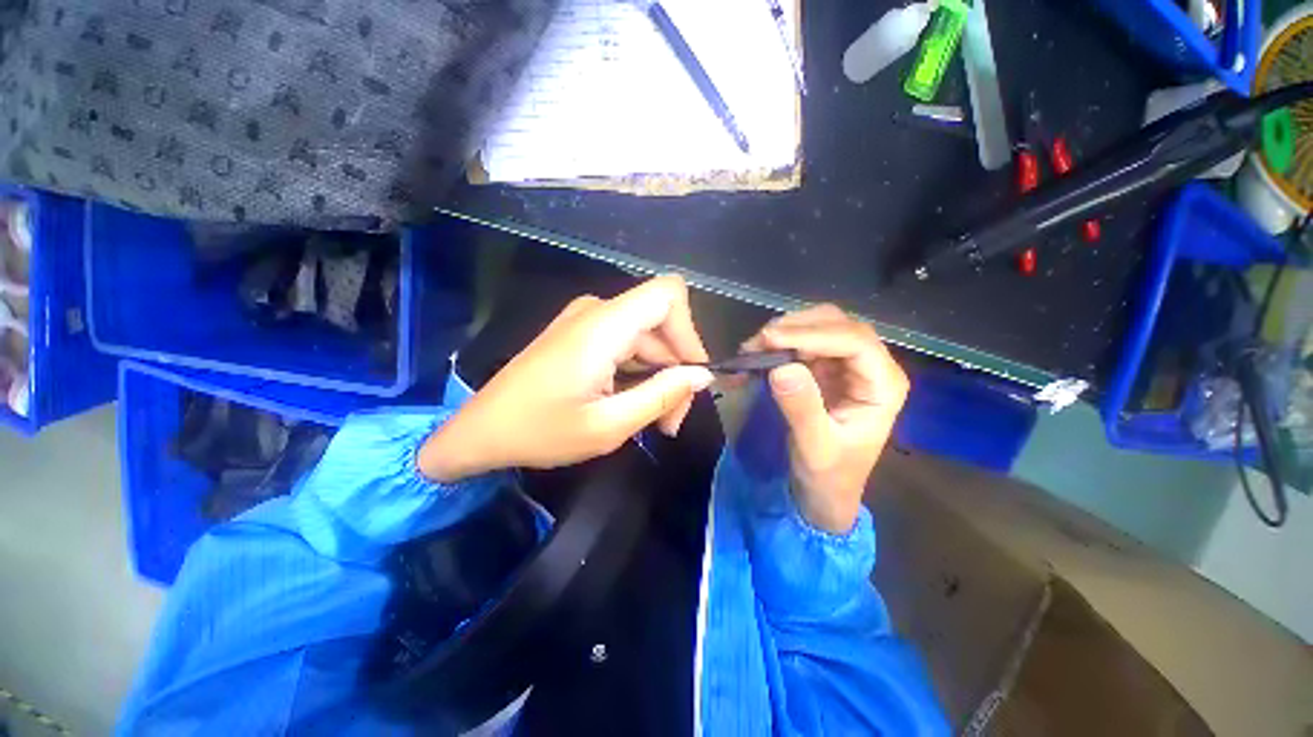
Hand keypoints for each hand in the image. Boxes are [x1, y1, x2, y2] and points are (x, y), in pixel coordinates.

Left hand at [420, 276, 713, 481]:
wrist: (481, 432)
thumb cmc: (539, 432)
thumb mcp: (608, 425)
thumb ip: (661, 396)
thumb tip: (702, 375)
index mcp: (602, 326)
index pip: (668, 295)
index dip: (690, 331)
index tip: (692, 376)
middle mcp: (597, 311)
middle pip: (660, 325)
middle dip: (675, 371)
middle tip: (671, 420)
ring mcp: (587, 322)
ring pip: (646, 339)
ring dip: (658, 378)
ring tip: (655, 422)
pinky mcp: (581, 335)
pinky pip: (626, 345)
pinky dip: (638, 374)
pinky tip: (633, 406)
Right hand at [744, 305, 909, 532]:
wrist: (825, 490)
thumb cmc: (829, 475)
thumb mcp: (815, 448)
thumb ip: (801, 409)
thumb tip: (781, 368)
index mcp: (882, 385)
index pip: (855, 341)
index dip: (813, 334)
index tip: (771, 340)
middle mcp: (869, 366)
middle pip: (838, 324)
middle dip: (796, 327)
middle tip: (757, 343)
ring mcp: (846, 364)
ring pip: (819, 326)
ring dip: (784, 332)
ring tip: (753, 349)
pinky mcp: (825, 368)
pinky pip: (802, 342)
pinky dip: (779, 343)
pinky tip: (758, 354)